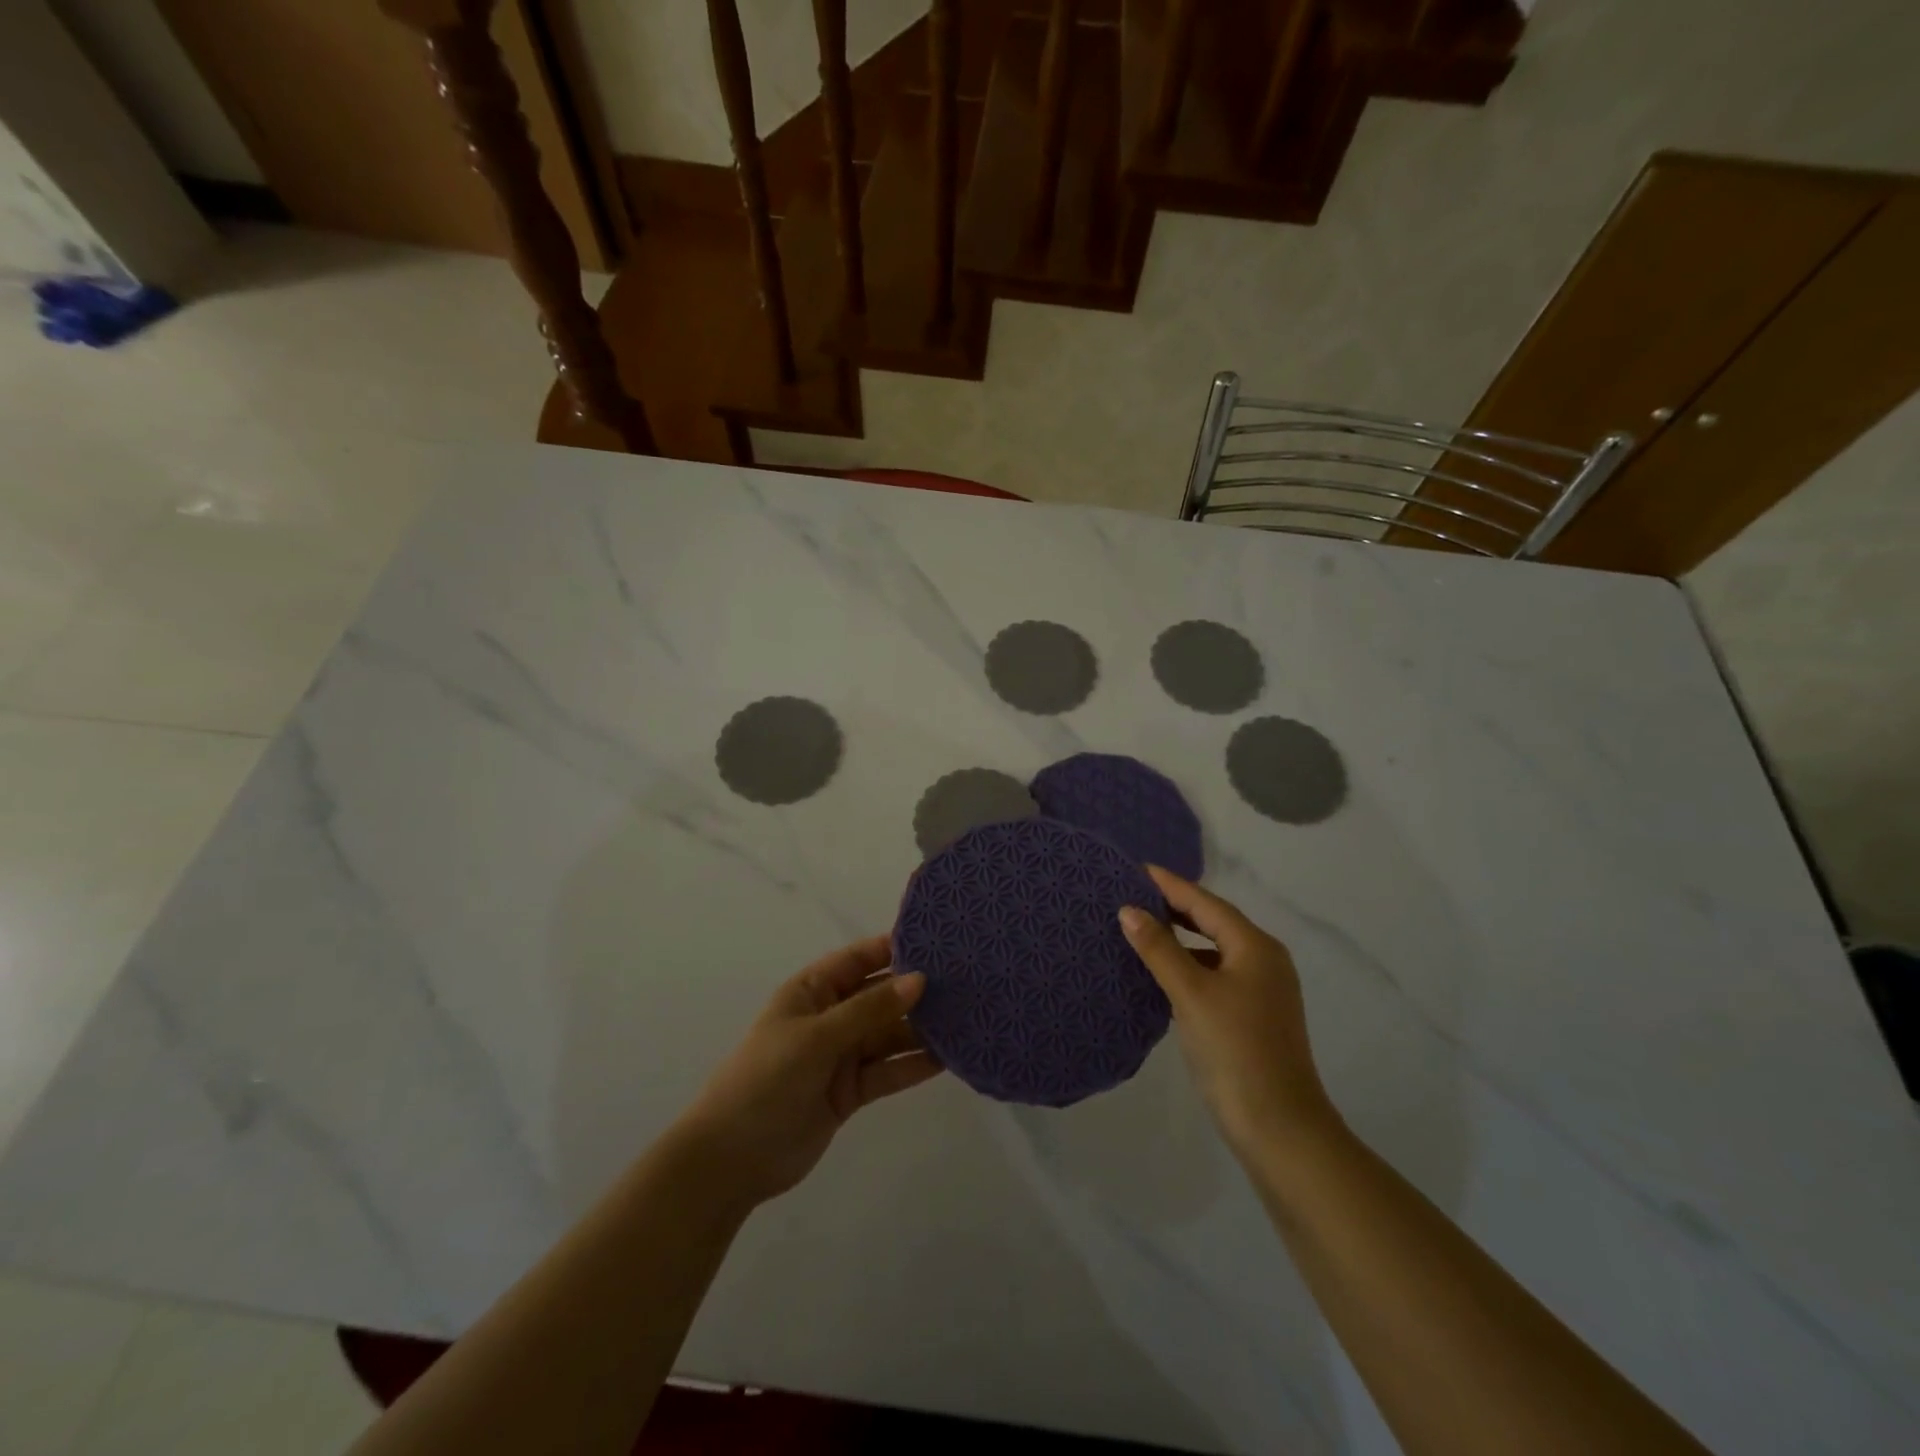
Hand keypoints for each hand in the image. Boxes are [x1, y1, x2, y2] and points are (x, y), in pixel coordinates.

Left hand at [671, 936, 942, 1213]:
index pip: (861, 958)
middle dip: (918, 990)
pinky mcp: (851, 1090)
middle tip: (968, 982)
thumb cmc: (766, 1080)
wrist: (731, 1160)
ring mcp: (841, 1054)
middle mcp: (831, 1016)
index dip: (897, 948)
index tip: (941, 941)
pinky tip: (949, 1058)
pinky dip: (914, 1065)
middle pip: (881, 996)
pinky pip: (888, 1070)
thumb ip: (869, 1009)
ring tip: (969, 1019)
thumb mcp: (817, 1037)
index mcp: (814, 990)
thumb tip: (919, 979)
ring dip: (922, 1029)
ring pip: (889, 1033)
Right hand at [1119, 866, 1336, 1158]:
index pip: (1206, 903)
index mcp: (1255, 947)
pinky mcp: (1252, 1015)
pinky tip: (1162, 972)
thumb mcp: (1191, 994)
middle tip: (1132, 894)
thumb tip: (1128, 909)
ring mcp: (1261, 990)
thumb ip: (1159, 949)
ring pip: (1213, 950)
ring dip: (1180, 938)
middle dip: (1174, 907)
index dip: (1170, 885)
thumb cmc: (1235, 1051)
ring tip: (1141, 927)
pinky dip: (1188, 965)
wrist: (1279, 1127)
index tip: (1136, 869)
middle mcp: (1263, 961)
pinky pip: (1215, 974)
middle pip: (1213, 922)